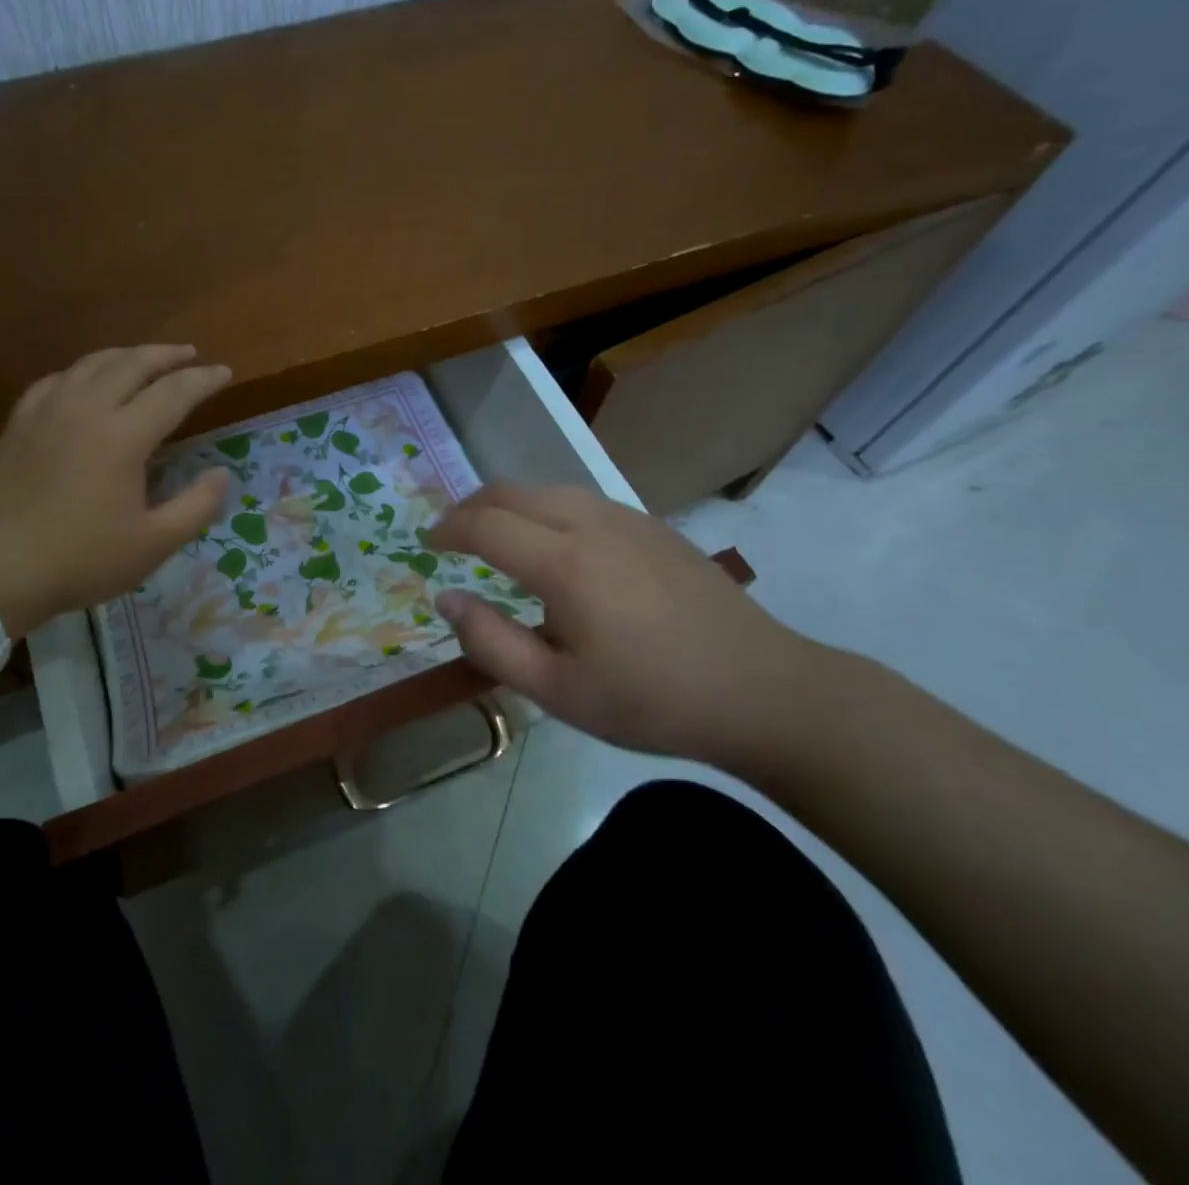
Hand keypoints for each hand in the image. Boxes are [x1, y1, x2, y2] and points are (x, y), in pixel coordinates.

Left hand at [0, 346, 232, 635]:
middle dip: (166, 355)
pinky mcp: (19, 424)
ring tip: (145, 358)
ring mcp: (47, 412)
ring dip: (126, 355)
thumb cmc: (82, 559)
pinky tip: (86, 381)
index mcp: (123, 436)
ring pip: (92, 364)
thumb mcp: (154, 544)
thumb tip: (221, 474)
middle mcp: (86, 410)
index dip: (203, 380)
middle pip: (132, 363)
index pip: (173, 392)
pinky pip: (56, 380)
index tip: (225, 372)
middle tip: (190, 354)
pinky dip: (82, 372)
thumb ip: (197, 506)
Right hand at [428, 484, 832, 771]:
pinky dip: (544, 506)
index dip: (448, 530)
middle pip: (512, 492)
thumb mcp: (558, 691)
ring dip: (507, 502)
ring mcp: (627, 519)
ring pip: (548, 488)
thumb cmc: (651, 700)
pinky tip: (551, 540)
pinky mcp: (652, 526)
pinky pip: (581, 498)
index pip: (485, 525)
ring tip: (491, 533)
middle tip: (449, 534)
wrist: (761, 690)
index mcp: (564, 563)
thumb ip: (491, 642)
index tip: (427, 545)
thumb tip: (446, 597)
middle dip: (470, 506)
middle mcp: (591, 523)